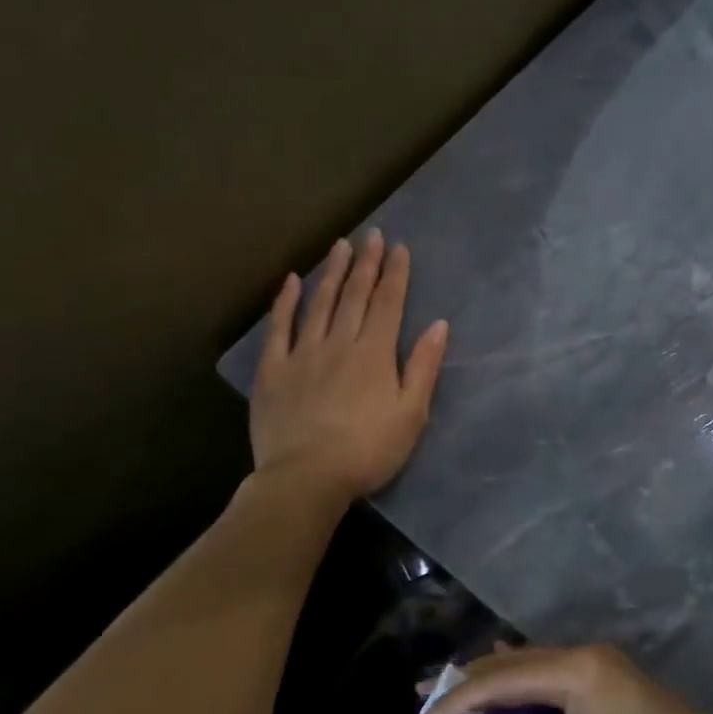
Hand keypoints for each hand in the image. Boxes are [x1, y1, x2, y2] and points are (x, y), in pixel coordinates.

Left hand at [251, 231, 449, 501]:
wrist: (306, 478)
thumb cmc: (367, 451)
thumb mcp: (410, 414)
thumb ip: (423, 367)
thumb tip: (439, 325)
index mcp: (374, 354)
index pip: (387, 304)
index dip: (395, 274)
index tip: (399, 247)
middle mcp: (339, 343)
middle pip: (354, 295)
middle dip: (366, 263)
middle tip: (371, 235)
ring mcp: (302, 354)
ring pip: (319, 303)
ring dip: (332, 272)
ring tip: (340, 246)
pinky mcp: (273, 370)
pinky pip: (279, 328)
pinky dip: (286, 302)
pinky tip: (292, 281)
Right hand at [409, 645, 712, 713]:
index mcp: (577, 671)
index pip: (500, 680)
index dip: (454, 706)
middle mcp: (589, 658)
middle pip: (515, 663)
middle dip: (469, 684)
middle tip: (424, 701)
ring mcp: (607, 671)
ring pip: (536, 669)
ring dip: (498, 686)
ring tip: (455, 702)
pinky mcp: (617, 690)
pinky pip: (556, 681)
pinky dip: (526, 692)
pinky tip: (511, 704)